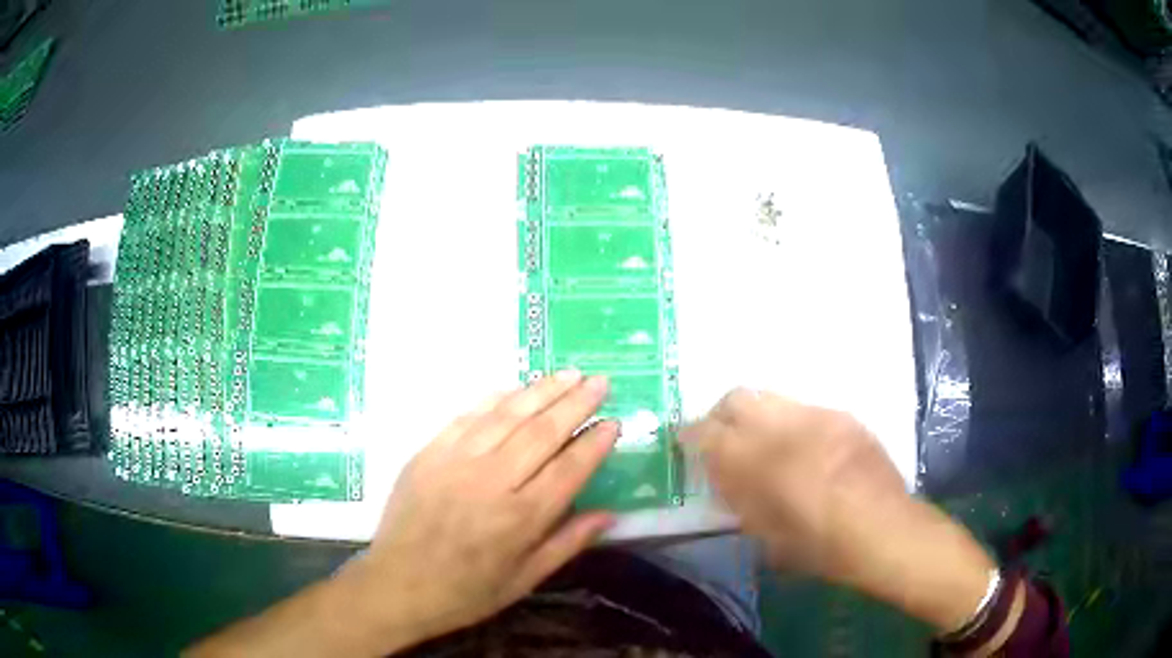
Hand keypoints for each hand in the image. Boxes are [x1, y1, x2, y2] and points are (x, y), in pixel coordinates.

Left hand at [337, 371, 617, 653]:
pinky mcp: (429, 452)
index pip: (568, 469)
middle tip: (600, 381)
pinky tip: (514, 388)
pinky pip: (467, 416)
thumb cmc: (466, 592)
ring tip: (568, 374)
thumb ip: (567, 543)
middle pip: (541, 432)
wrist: (396, 585)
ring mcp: (456, 461)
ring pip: (507, 416)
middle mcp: (491, 481)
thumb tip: (609, 514)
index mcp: (520, 519)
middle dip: (575, 404)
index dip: (594, 443)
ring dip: (541, 391)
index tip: (614, 422)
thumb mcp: (524, 580)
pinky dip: (494, 399)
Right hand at [685, 388, 995, 633]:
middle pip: (736, 397)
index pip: (708, 432)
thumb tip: (723, 476)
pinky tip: (800, 448)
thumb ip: (739, 498)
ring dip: (755, 415)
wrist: (883, 530)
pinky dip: (788, 422)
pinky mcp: (842, 415)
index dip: (691, 435)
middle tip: (721, 438)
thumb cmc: (820, 546)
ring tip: (762, 442)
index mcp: (759, 461)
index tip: (686, 443)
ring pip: (770, 396)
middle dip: (721, 414)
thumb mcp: (765, 534)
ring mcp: (816, 416)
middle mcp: (784, 427)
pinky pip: (803, 408)